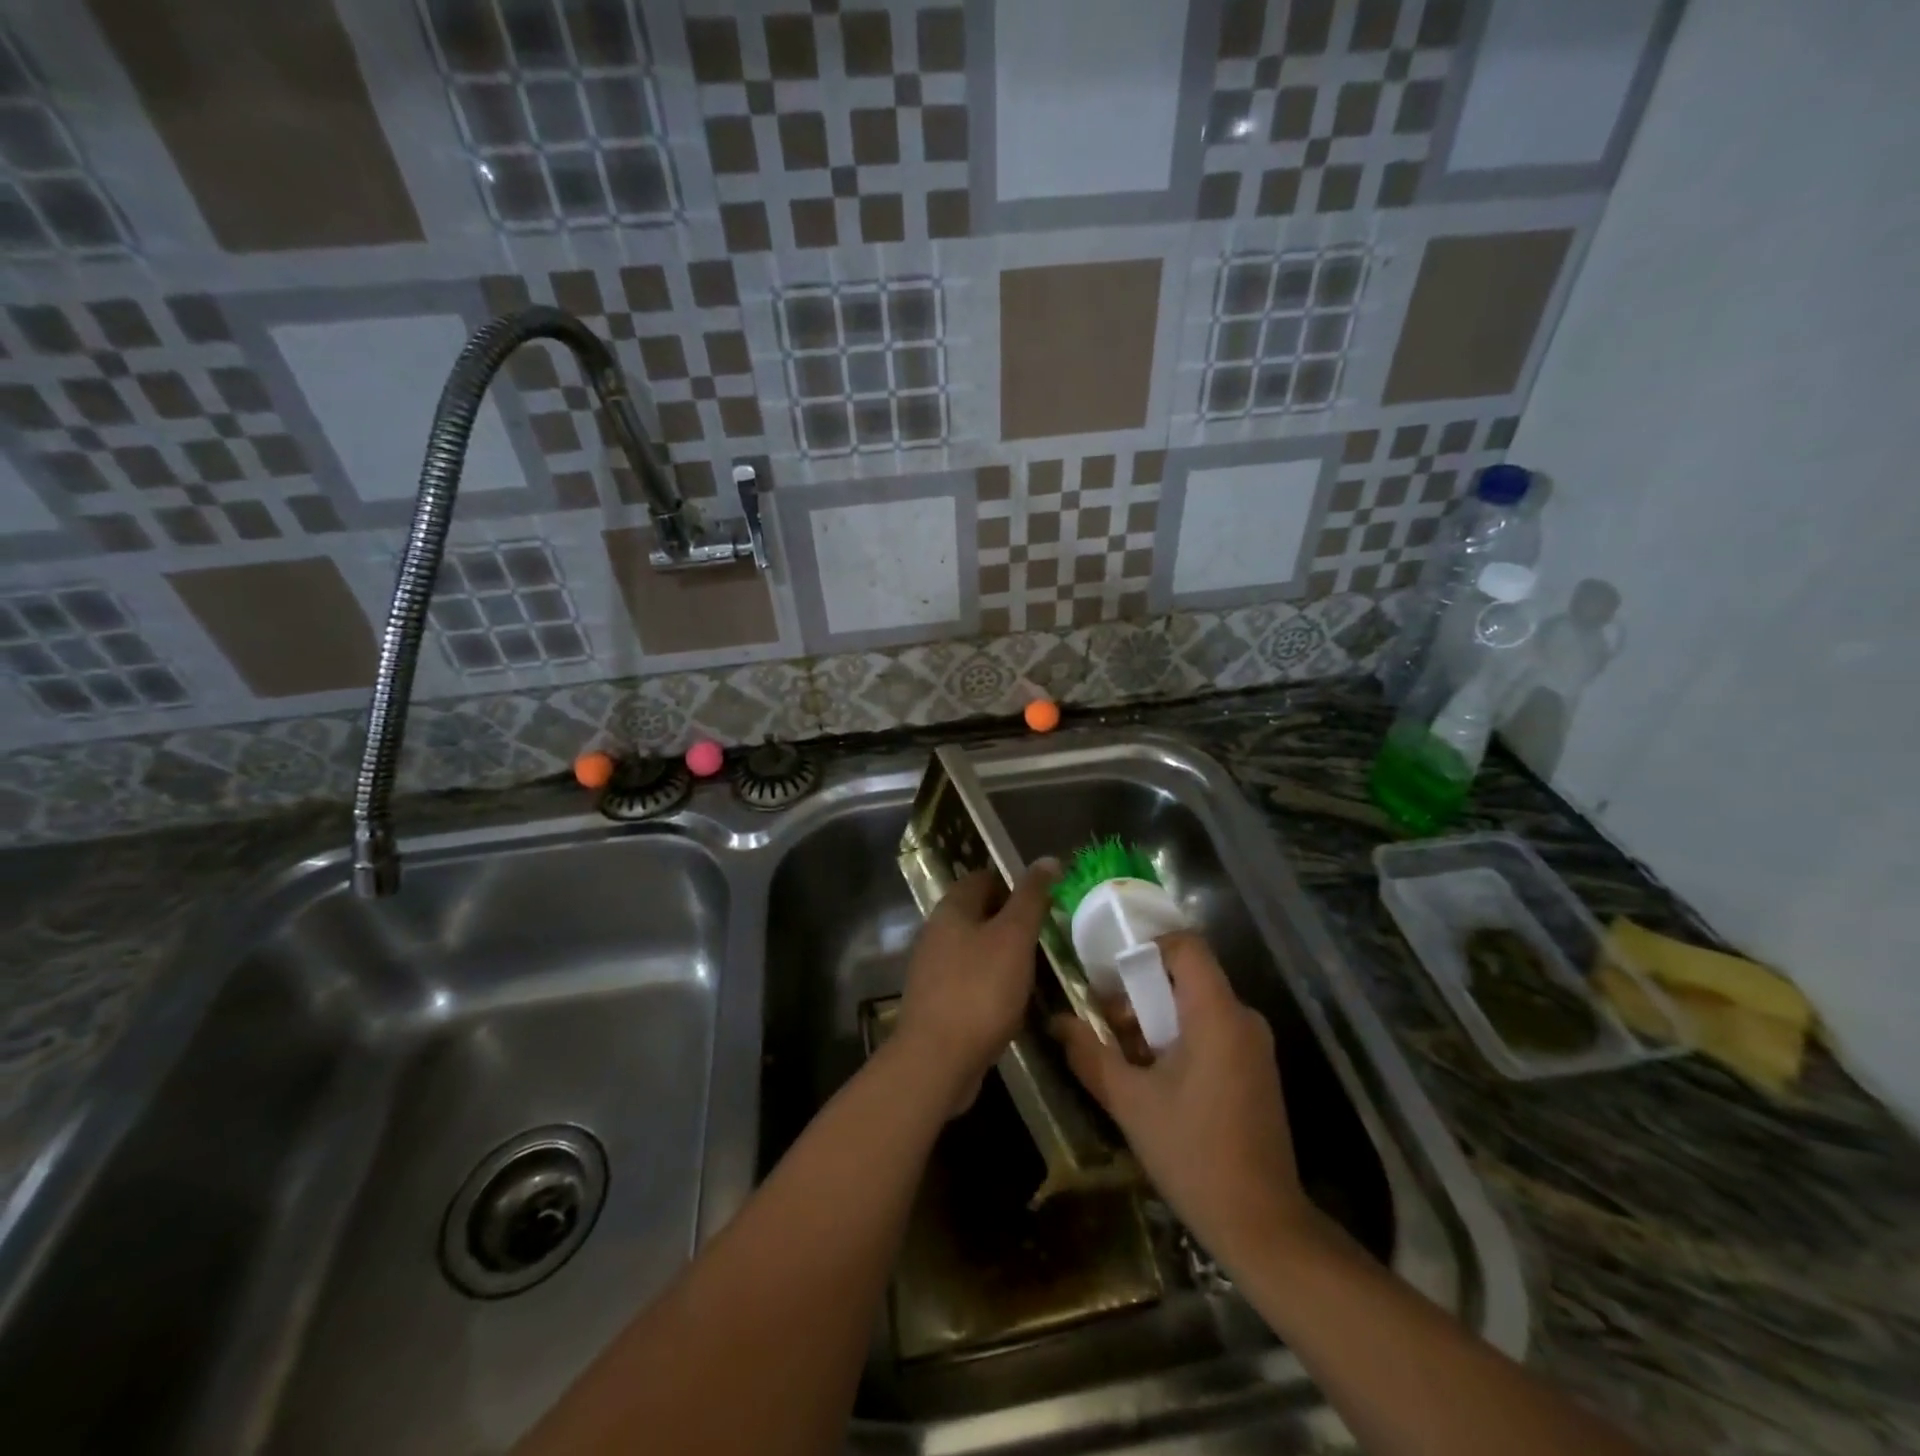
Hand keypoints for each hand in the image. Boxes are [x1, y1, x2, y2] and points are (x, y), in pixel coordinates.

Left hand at [895, 862, 1057, 1115]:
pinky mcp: (936, 1001)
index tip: (1045, 900)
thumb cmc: (980, 989)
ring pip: (974, 948)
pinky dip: (992, 983)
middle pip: (978, 913)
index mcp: (951, 909)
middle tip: (1047, 934)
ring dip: (1003, 954)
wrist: (937, 1059)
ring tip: (1037, 967)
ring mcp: (932, 969)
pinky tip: (1014, 1000)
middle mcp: (935, 932)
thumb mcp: (1014, 937)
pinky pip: (970, 980)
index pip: (983, 878)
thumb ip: (1031, 898)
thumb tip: (1048, 859)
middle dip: (1011, 920)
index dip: (1014, 883)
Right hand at [1051, 932, 1315, 1270]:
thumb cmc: (1192, 1153)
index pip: (1186, 946)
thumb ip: (1090, 1054)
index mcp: (1217, 1014)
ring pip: (1198, 1006)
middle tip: (1110, 1024)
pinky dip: (1181, 1038)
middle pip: (1188, 976)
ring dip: (1158, 1019)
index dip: (1147, 948)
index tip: (1113, 976)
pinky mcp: (1257, 1070)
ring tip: (1128, 1057)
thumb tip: (1056, 1022)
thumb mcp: (1129, 1102)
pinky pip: (1214, 1030)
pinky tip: (1158, 1078)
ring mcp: (1255, 1046)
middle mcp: (1243, 1019)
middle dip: (1143, 993)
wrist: (1262, 1225)